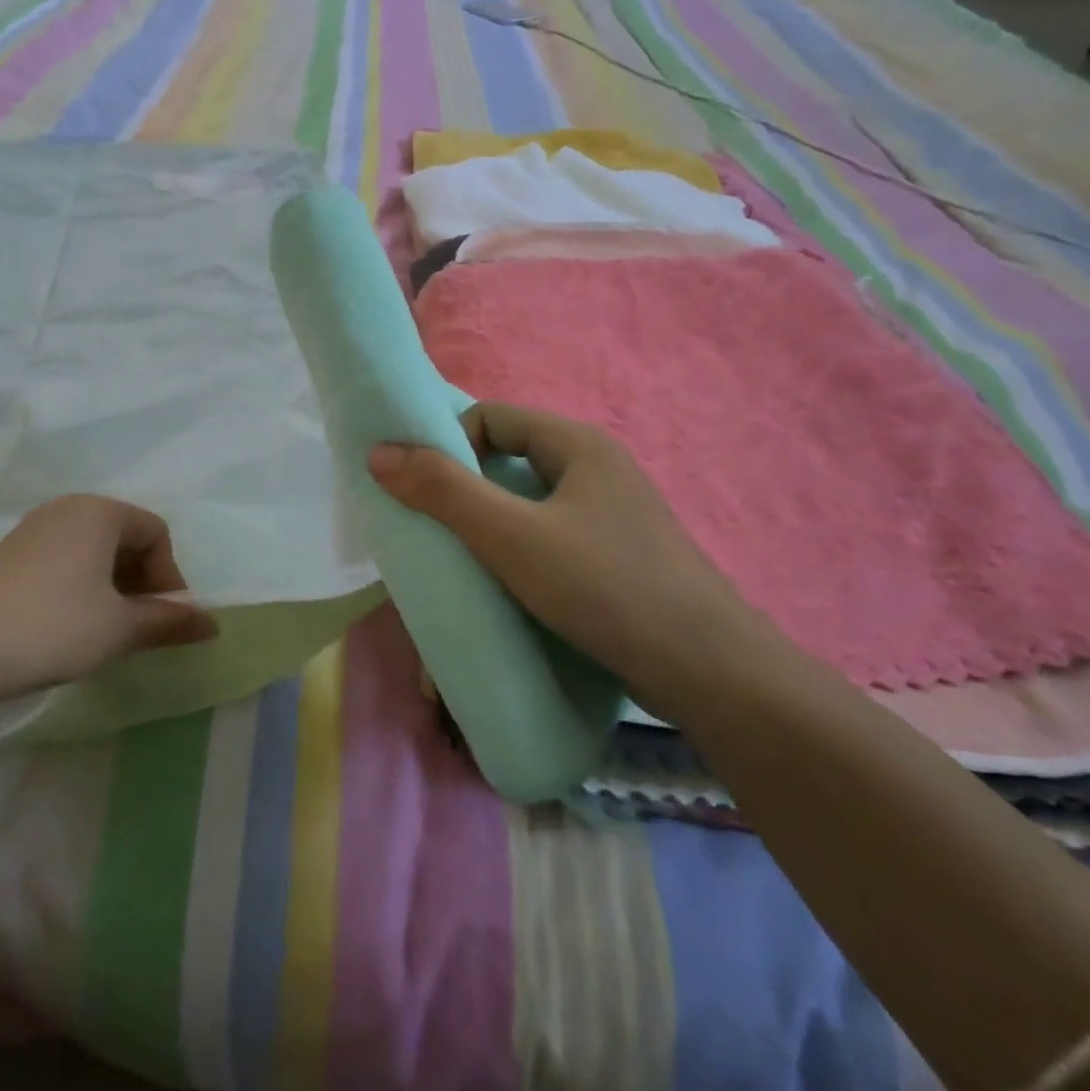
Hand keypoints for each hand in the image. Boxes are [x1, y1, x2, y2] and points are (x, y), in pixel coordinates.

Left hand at [0, 496, 217, 700]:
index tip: (166, 619)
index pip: (156, 532)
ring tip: (111, 630)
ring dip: (115, 587)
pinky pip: (66, 560)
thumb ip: (169, 622)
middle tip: (142, 626)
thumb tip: (213, 624)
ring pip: (95, 551)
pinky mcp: (11, 555)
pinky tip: (74, 625)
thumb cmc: (52, 629)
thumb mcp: (119, 628)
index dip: (170, 576)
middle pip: (125, 537)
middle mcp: (67, 509)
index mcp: (98, 511)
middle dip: (144, 581)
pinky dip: (84, 587)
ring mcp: (34, 530)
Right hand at [367, 403, 758, 705]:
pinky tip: (504, 589)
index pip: (493, 417)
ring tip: (461, 564)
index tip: (424, 489)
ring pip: (529, 505)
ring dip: (489, 527)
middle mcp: (597, 470)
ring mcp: (611, 516)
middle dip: (465, 491)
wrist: (709, 673)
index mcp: (578, 445)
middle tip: (433, 530)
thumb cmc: (605, 586)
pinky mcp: (616, 558)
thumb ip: (443, 491)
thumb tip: (380, 452)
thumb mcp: (511, 536)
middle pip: (509, 461)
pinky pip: (550, 539)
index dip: (451, 442)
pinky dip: (518, 554)